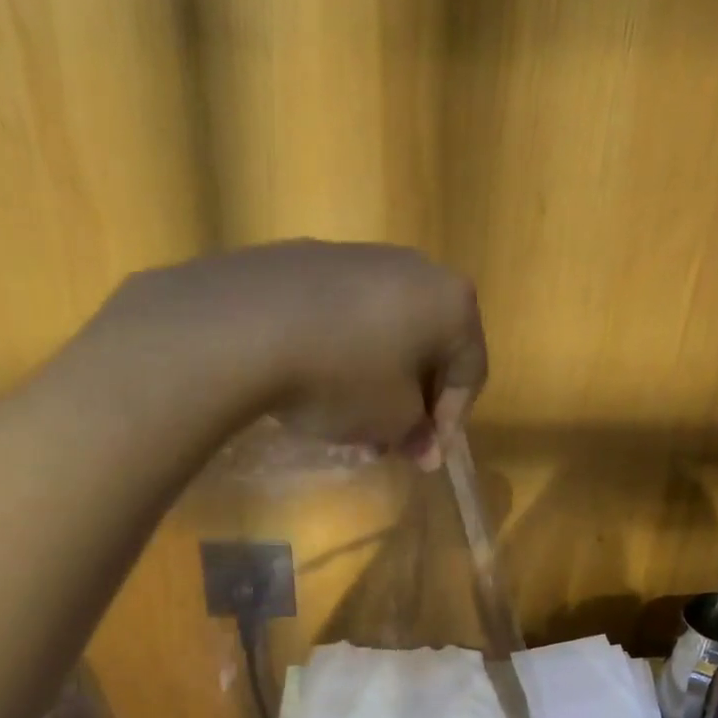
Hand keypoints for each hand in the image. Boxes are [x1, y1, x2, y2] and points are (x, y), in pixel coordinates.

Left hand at [89, 240, 485, 466]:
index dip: (451, 423)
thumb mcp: (392, 420)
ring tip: (346, 426)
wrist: (245, 326)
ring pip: (382, 335)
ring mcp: (356, 258)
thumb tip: (421, 442)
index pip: (471, 371)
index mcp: (450, 301)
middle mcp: (413, 268)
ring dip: (374, 385)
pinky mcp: (306, 261)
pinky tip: (312, 387)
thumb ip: (417, 432)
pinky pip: (341, 319)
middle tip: (386, 446)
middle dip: (409, 405)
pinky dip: (340, 356)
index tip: (423, 459)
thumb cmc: (342, 377)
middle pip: (425, 349)